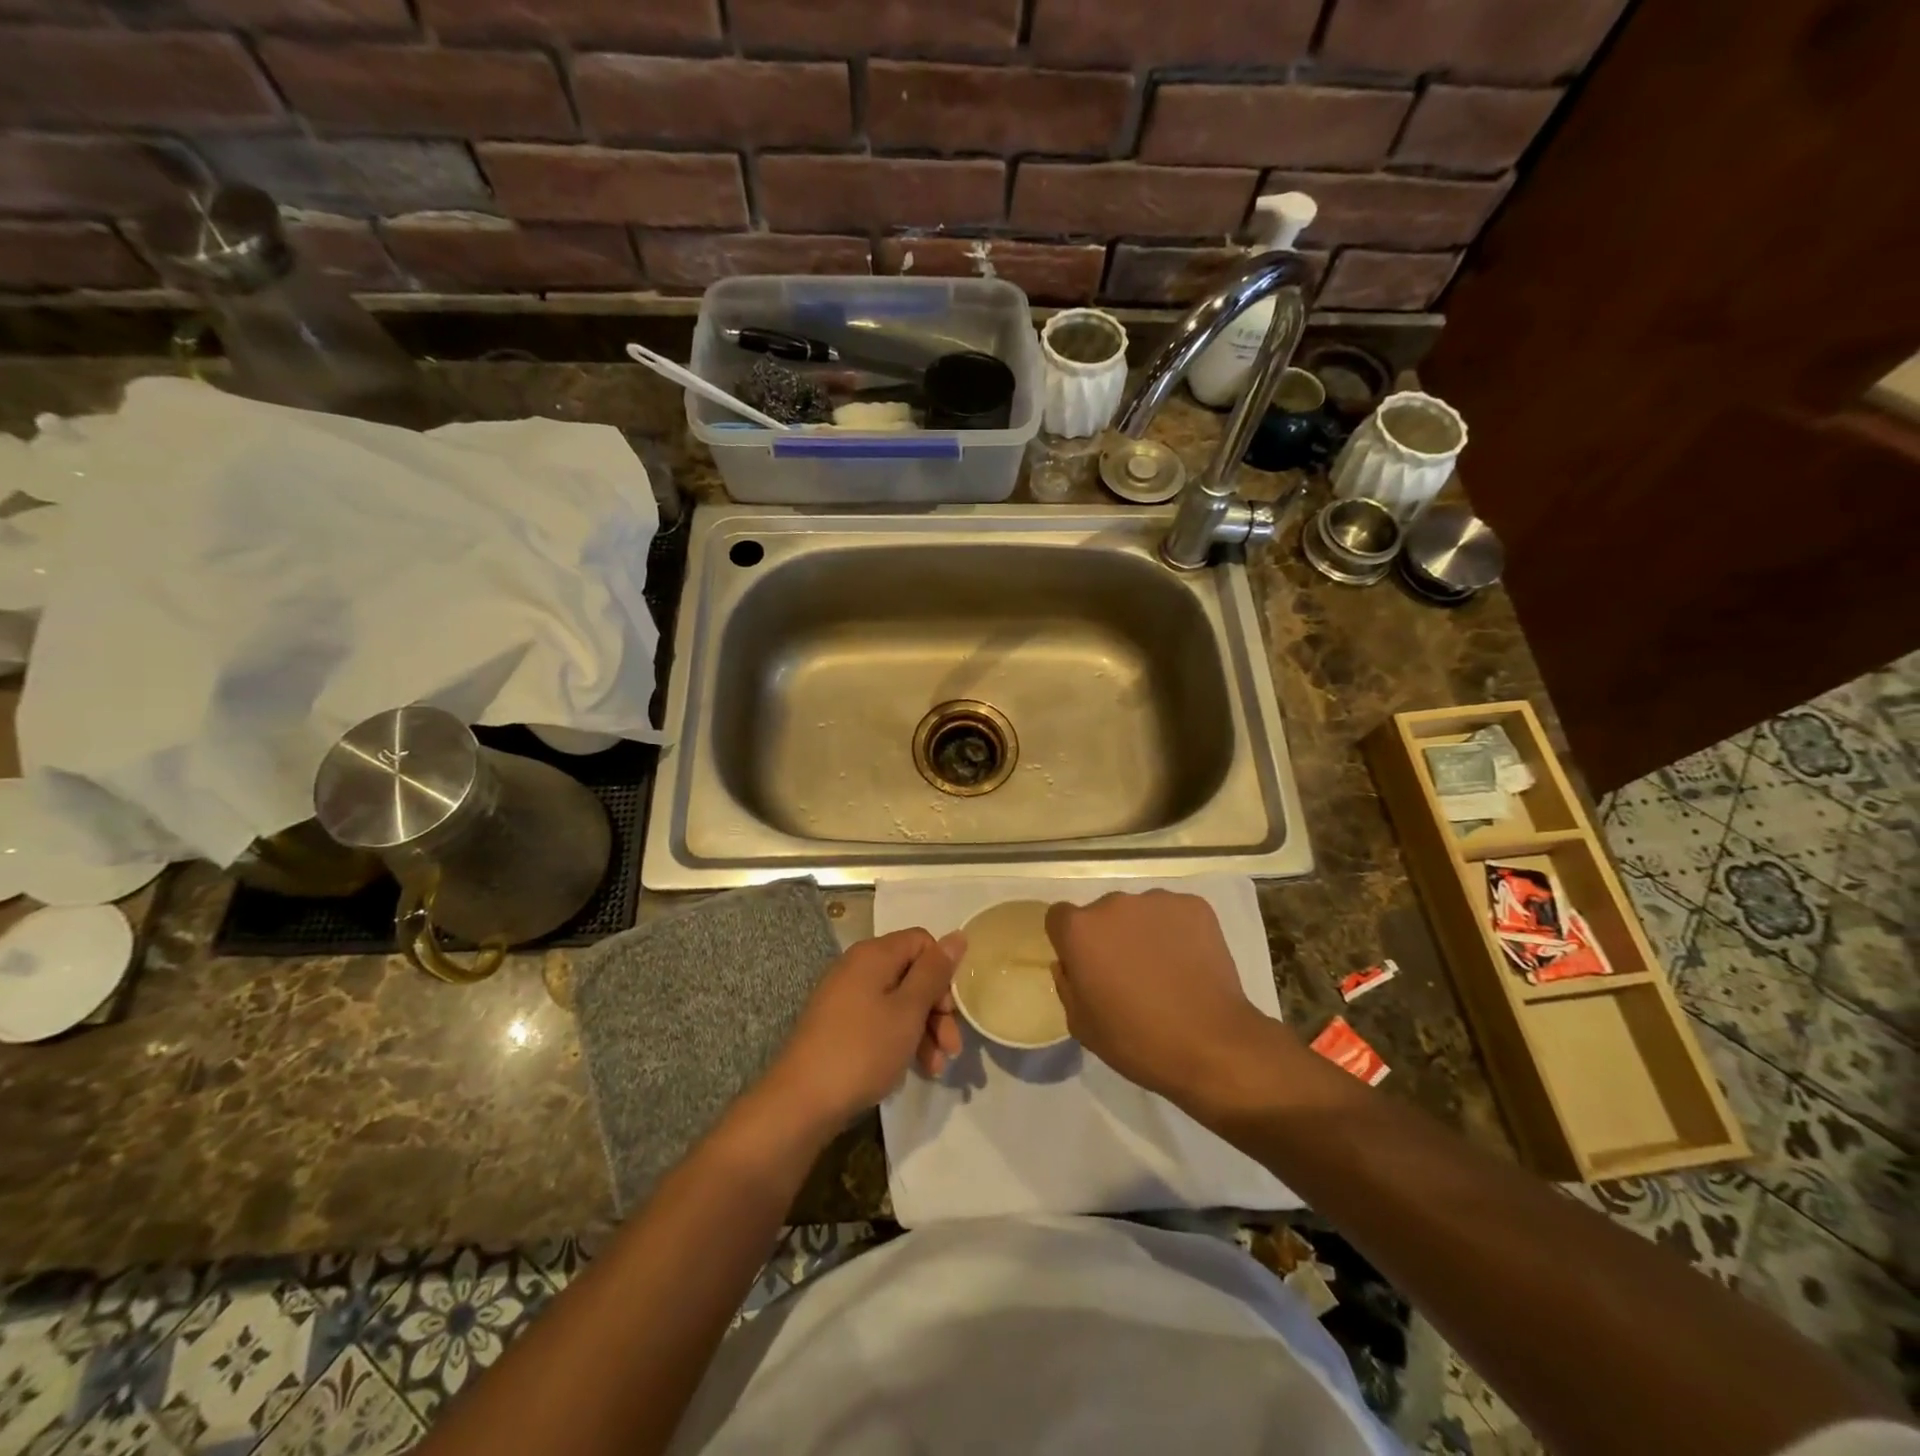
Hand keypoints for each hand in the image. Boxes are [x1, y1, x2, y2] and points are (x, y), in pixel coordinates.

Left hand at [767, 929, 966, 1126]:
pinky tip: (914, 1069)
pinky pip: (880, 1021)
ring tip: (936, 1068)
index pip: (922, 942)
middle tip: (952, 1047)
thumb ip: (934, 972)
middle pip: (912, 973)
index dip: (942, 972)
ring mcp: (846, 997)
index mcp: (874, 954)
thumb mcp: (908, 1010)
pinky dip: (901, 1040)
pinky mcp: (839, 1026)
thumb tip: (957, 935)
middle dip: (937, 1009)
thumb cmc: (862, 1050)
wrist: (801, 1102)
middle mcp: (858, 968)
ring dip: (923, 1031)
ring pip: (898, 1002)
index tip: (950, 1009)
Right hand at [1046, 891, 1277, 1102]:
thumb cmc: (1137, 1041)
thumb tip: (1070, 964)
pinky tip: (1190, 963)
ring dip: (1143, 932)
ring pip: (1140, 912)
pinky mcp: (1194, 905)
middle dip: (1110, 936)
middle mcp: (1113, 903)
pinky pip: (1175, 913)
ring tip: (1165, 969)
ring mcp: (1157, 901)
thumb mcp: (1081, 1025)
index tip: (1086, 965)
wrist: (1212, 1045)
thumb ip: (1067, 985)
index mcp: (1080, 930)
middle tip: (1129, 972)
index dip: (1070, 941)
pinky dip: (1178, 931)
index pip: (1059, 917)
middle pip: (1102, 913)